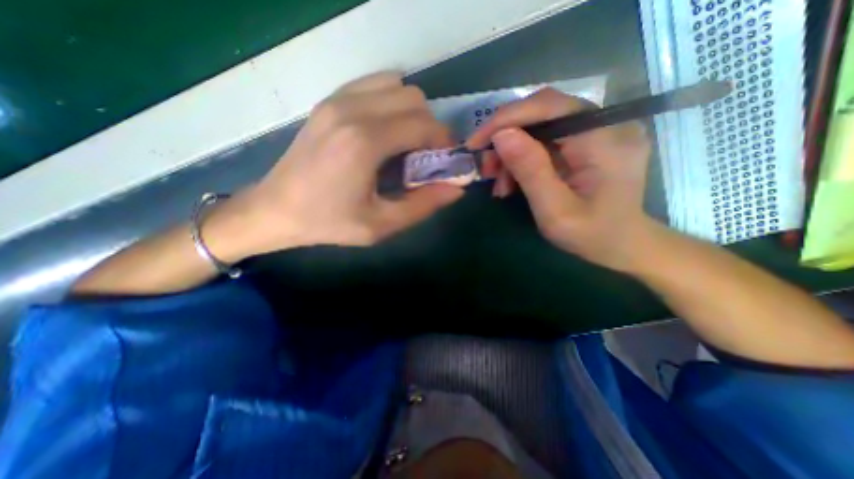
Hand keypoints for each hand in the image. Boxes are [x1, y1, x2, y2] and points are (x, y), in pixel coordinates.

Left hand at [206, 73, 463, 262]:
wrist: (276, 209)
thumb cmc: (329, 222)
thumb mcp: (381, 225)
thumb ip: (423, 205)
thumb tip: (456, 188)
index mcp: (365, 142)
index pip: (424, 125)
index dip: (444, 142)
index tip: (444, 162)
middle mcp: (352, 110)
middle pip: (414, 99)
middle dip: (430, 127)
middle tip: (424, 157)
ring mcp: (337, 100)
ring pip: (397, 87)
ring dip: (411, 113)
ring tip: (404, 144)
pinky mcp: (329, 101)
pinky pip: (374, 86)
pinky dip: (391, 103)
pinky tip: (385, 131)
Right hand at [467, 88, 654, 270]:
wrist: (621, 245)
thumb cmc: (591, 235)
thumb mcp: (555, 211)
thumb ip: (531, 171)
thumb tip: (501, 135)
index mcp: (605, 140)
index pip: (550, 106)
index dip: (508, 118)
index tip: (476, 142)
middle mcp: (605, 125)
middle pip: (542, 112)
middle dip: (506, 137)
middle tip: (486, 167)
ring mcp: (597, 131)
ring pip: (540, 126)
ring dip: (511, 152)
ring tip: (499, 183)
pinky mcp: (587, 142)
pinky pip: (545, 140)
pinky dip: (522, 158)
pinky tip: (512, 181)